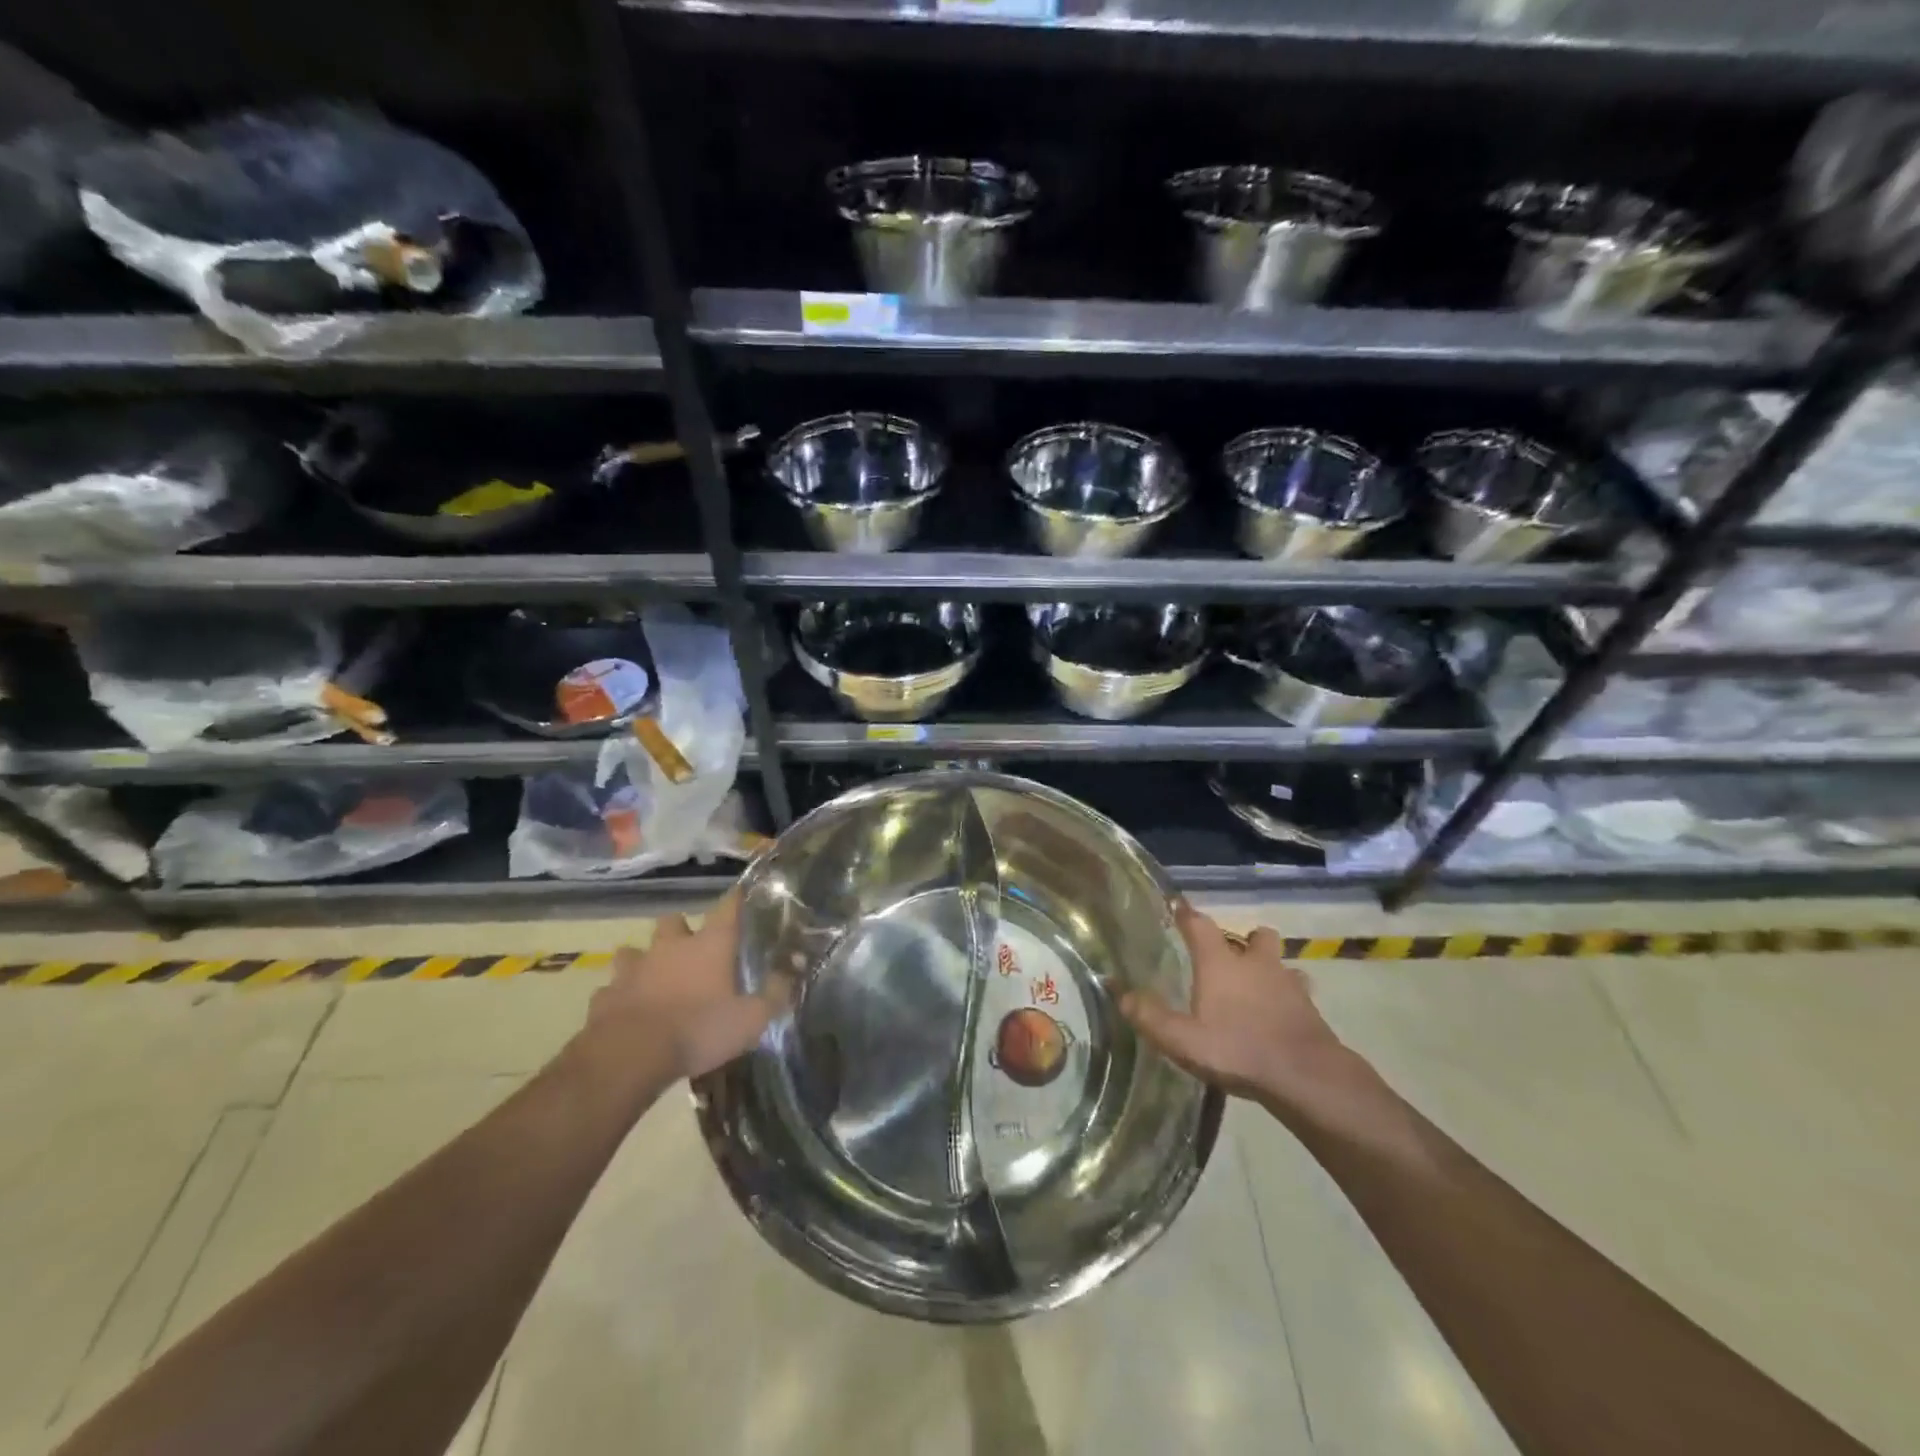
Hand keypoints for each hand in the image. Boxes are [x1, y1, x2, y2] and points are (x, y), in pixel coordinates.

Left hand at [586, 892, 777, 1083]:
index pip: (728, 907)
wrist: (629, 1056)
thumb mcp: (752, 1019)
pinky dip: (621, 996)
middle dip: (680, 930)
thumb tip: (791, 971)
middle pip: (673, 921)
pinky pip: (613, 989)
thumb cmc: (699, 1029)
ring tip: (654, 978)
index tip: (743, 896)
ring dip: (644, 961)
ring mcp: (634, 969)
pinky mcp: (605, 996)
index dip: (737, 900)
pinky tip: (628, 1011)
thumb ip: (775, 993)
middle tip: (691, 949)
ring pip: (634, 951)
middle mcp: (670, 947)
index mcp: (709, 945)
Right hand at [1121, 903, 1353, 1106]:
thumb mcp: (1182, 1039)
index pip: (1198, 924)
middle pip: (1254, 935)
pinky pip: (1298, 991)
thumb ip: (1149, 1015)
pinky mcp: (1310, 1007)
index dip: (1184, 913)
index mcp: (1220, 962)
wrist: (1305, 1076)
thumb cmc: (1237, 1049)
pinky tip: (1280, 1016)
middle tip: (1228, 959)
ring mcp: (1288, 983)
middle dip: (1244, 941)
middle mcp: (1255, 963)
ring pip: (1280, 961)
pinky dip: (1288, 997)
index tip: (1175, 905)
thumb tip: (1117, 991)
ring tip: (1257, 988)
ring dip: (1270, 968)